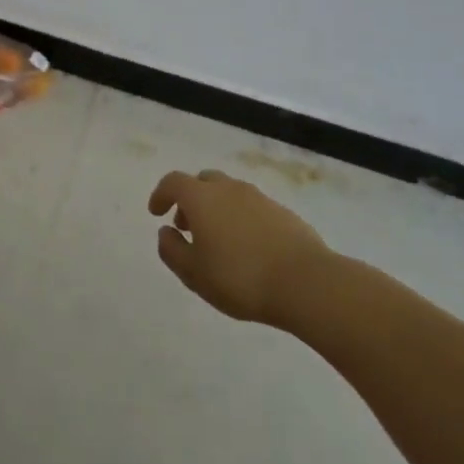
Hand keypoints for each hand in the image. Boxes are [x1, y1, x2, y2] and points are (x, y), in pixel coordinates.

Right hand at [148, 169, 333, 324]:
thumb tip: (166, 232)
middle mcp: (229, 189)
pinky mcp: (283, 213)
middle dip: (190, 199)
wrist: (306, 283)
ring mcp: (259, 198)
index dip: (161, 194)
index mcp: (202, 198)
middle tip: (187, 226)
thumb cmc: (240, 278)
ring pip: (229, 193)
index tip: (156, 212)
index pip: (173, 182)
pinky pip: (252, 208)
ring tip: (218, 240)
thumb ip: (172, 250)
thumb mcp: (194, 274)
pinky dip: (241, 218)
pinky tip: (248, 247)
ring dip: (217, 208)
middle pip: (203, 181)